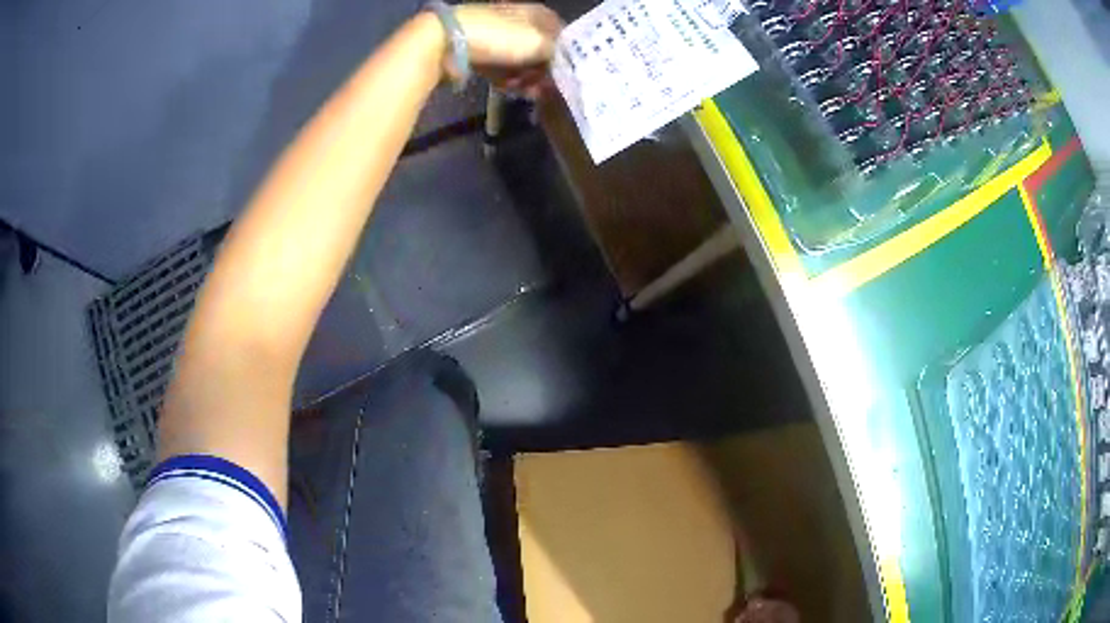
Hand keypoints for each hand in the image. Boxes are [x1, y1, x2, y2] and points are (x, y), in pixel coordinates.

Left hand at [447, 3, 563, 97]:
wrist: (447, 41)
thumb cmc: (499, 37)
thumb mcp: (538, 43)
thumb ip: (559, 54)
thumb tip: (565, 64)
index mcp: (536, 12)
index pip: (561, 33)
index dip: (566, 54)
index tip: (567, 74)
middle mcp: (518, 21)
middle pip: (539, 51)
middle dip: (543, 71)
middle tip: (544, 88)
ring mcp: (496, 37)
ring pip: (520, 62)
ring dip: (525, 78)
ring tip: (525, 91)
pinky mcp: (479, 52)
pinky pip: (500, 69)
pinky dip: (506, 80)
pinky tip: (509, 89)